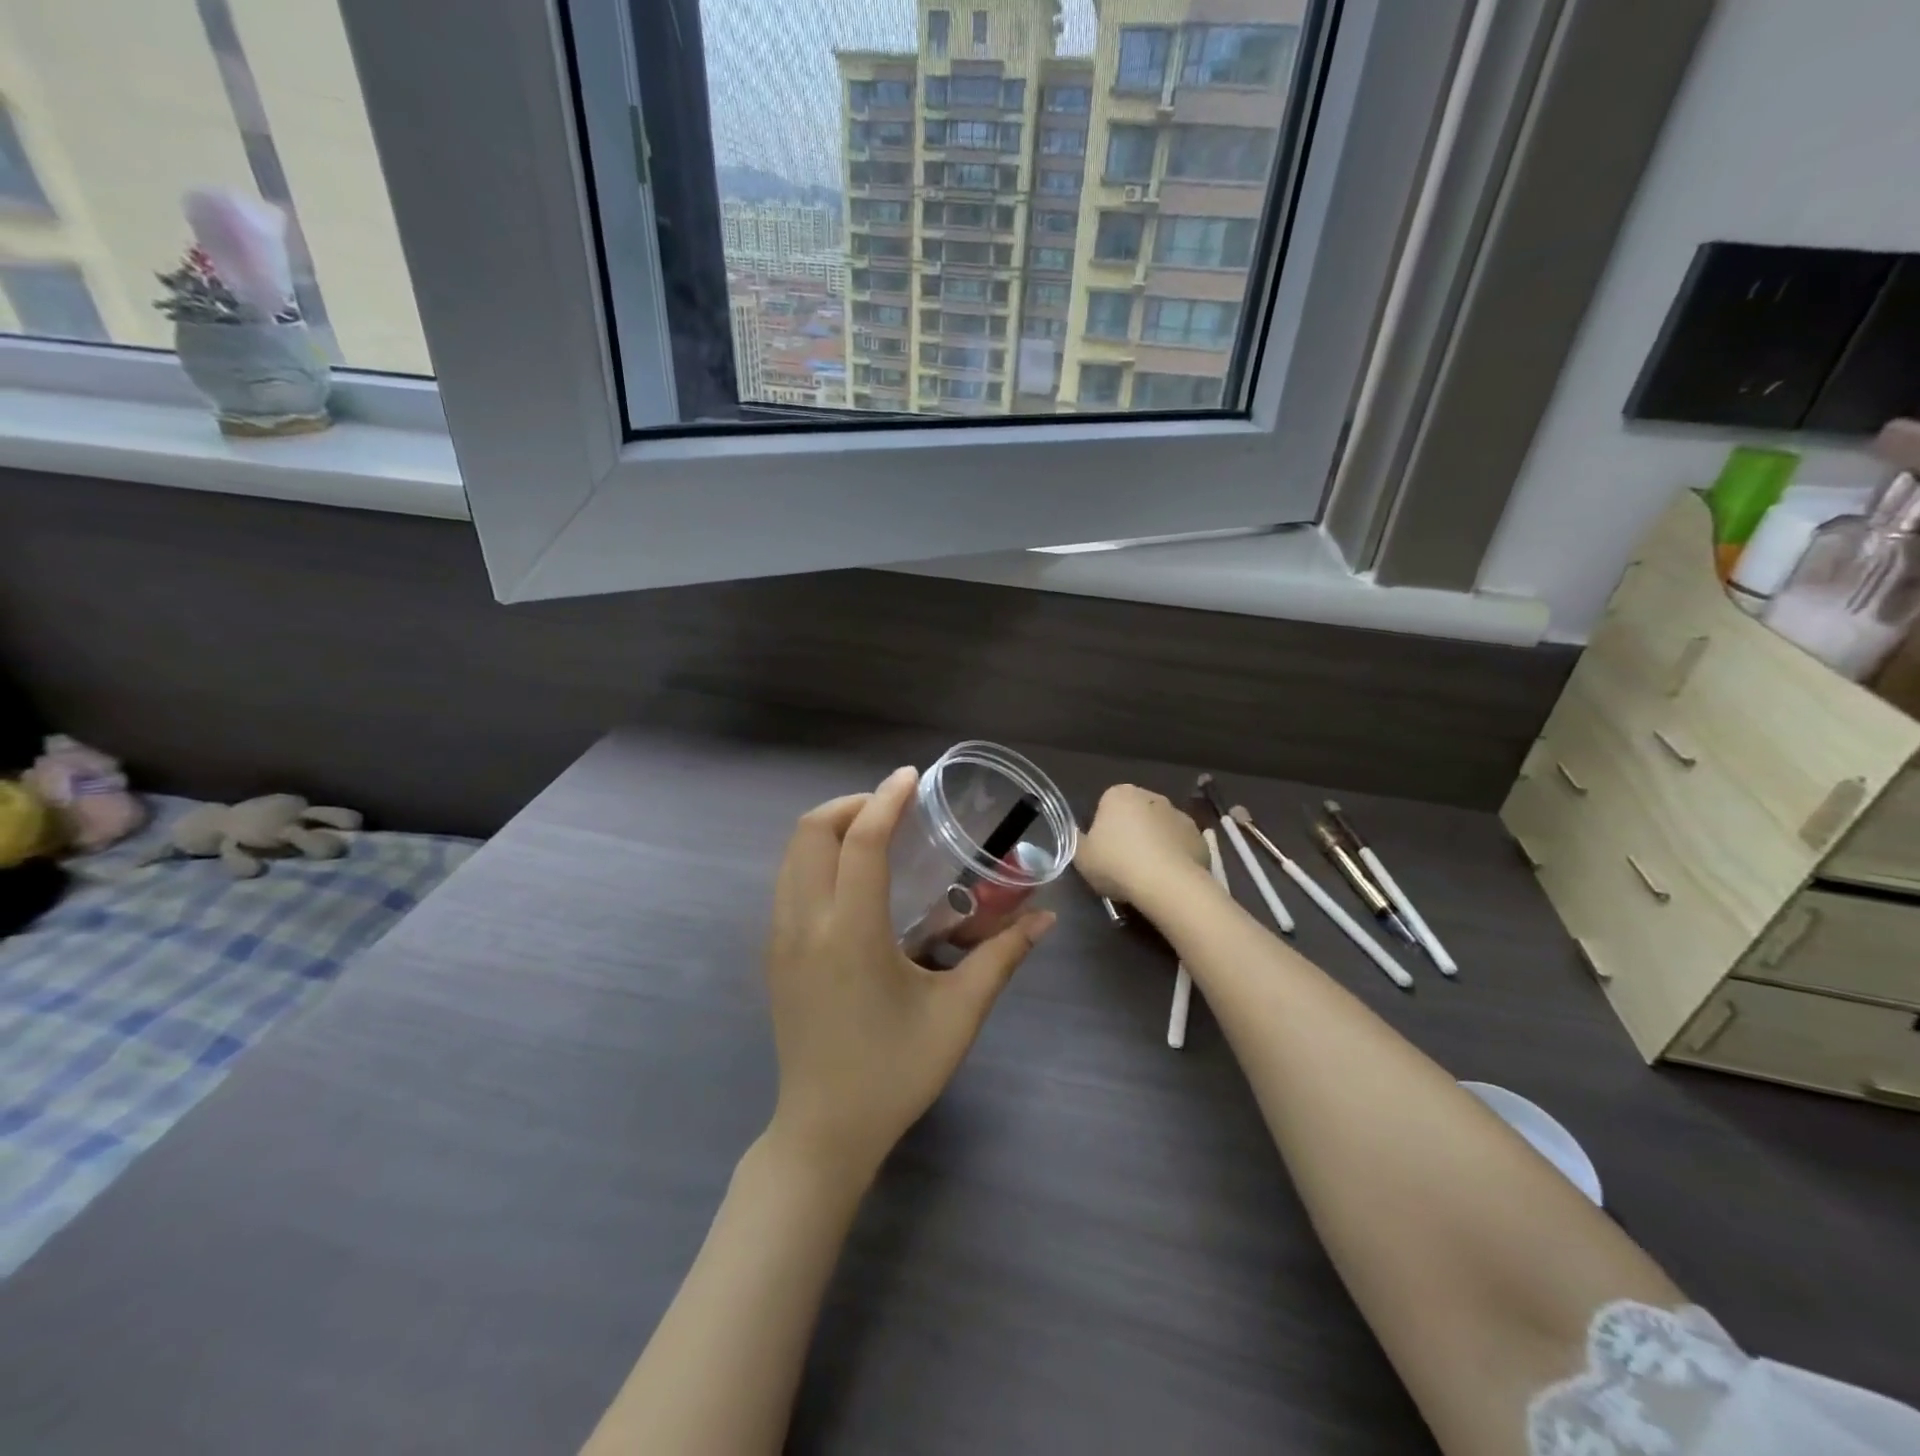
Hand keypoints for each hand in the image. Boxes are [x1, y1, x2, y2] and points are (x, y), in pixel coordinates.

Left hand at [765, 766, 1054, 1181]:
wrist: (824, 1132)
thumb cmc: (895, 1072)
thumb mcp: (957, 1014)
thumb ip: (1002, 958)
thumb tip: (1044, 919)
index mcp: (850, 932)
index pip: (860, 841)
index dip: (885, 800)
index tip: (911, 778)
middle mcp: (805, 924)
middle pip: (810, 832)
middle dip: (851, 805)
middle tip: (894, 809)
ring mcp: (780, 939)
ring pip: (791, 855)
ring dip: (829, 829)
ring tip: (874, 834)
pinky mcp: (774, 955)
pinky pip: (786, 882)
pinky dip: (815, 858)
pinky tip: (852, 880)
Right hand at [1075, 784, 1208, 904]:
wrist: (1166, 883)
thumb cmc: (1116, 863)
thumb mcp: (1081, 857)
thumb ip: (1077, 841)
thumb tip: (1079, 835)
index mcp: (1119, 794)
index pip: (1106, 806)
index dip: (1103, 829)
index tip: (1102, 852)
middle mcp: (1151, 796)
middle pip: (1135, 814)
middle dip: (1131, 832)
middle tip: (1123, 863)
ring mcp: (1179, 815)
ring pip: (1160, 828)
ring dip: (1154, 843)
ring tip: (1147, 875)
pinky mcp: (1200, 837)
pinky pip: (1180, 845)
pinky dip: (1175, 856)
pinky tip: (1168, 878)